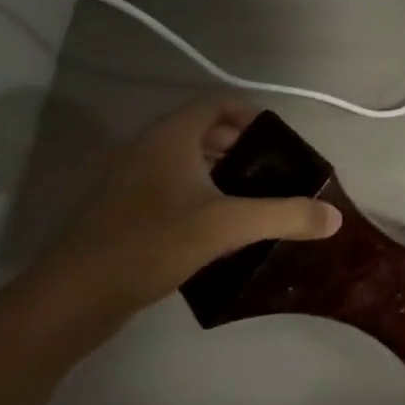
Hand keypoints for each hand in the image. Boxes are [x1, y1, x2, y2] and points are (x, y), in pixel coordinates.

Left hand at [18, 98, 339, 331]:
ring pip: (183, 163)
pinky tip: (218, 228)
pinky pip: (168, 188)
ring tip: (253, 199)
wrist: (70, 300)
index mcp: (168, 140)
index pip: (215, 104)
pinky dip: (197, 195)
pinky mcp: (119, 215)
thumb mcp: (228, 227)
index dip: (251, 114)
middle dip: (241, 146)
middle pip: (201, 132)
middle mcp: (145, 152)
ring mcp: (127, 184)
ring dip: (219, 172)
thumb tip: (334, 217)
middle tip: (274, 172)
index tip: (280, 140)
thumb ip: (285, 216)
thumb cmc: (150, 245)